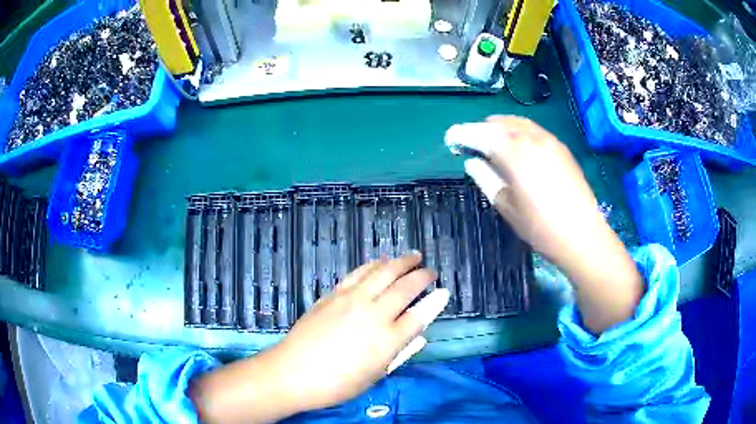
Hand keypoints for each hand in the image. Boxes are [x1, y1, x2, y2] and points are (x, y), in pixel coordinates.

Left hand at [191, 253, 449, 422]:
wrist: (293, 372)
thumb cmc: (337, 383)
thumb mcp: (375, 376)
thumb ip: (401, 353)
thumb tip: (420, 335)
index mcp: (387, 340)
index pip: (419, 315)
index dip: (435, 302)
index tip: (444, 291)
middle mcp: (373, 314)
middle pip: (405, 287)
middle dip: (422, 276)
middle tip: (430, 271)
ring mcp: (351, 300)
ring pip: (383, 272)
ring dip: (401, 262)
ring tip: (413, 256)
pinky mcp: (334, 294)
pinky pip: (359, 273)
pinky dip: (374, 264)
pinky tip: (381, 261)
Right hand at [446, 116, 642, 333]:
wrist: (582, 235)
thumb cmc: (540, 227)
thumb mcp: (506, 206)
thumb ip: (486, 178)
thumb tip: (472, 162)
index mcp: (514, 153)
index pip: (480, 133)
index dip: (462, 133)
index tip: (450, 139)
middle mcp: (531, 138)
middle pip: (498, 123)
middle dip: (480, 129)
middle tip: (470, 144)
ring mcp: (549, 140)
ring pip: (517, 123)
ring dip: (499, 128)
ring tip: (491, 143)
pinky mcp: (561, 147)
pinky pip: (533, 129)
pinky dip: (518, 132)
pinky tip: (517, 147)